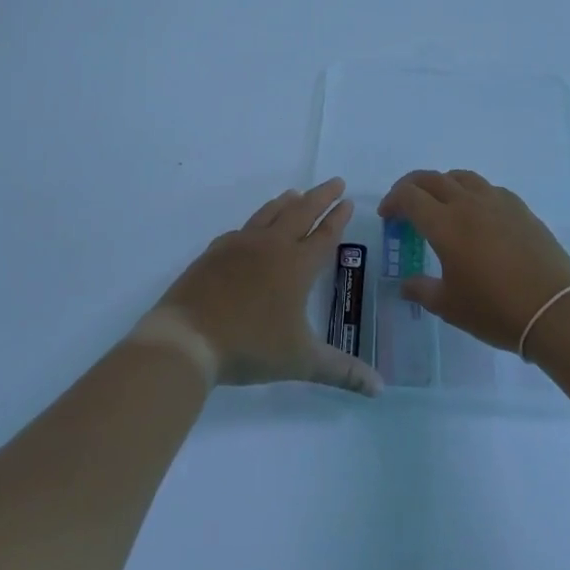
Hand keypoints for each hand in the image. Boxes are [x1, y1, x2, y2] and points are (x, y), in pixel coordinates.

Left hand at [149, 178, 381, 395]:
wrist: (189, 337)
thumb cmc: (250, 346)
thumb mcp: (301, 361)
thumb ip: (341, 371)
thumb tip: (380, 387)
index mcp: (297, 265)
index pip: (325, 235)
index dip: (339, 218)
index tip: (349, 201)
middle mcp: (272, 246)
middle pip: (301, 212)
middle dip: (321, 197)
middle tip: (335, 182)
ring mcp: (240, 245)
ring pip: (270, 213)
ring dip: (287, 202)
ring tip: (296, 194)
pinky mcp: (215, 252)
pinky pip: (242, 229)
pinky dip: (255, 222)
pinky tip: (253, 227)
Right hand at [379, 170, 569, 352]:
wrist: (554, 310)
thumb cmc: (495, 310)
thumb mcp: (450, 306)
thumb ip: (422, 290)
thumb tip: (406, 285)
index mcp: (445, 224)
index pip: (409, 196)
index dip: (393, 201)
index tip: (388, 217)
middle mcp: (468, 203)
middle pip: (432, 178)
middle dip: (412, 186)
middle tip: (405, 205)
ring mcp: (497, 202)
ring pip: (462, 177)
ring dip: (443, 184)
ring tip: (440, 204)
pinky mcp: (520, 208)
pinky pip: (488, 188)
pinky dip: (472, 193)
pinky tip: (477, 215)